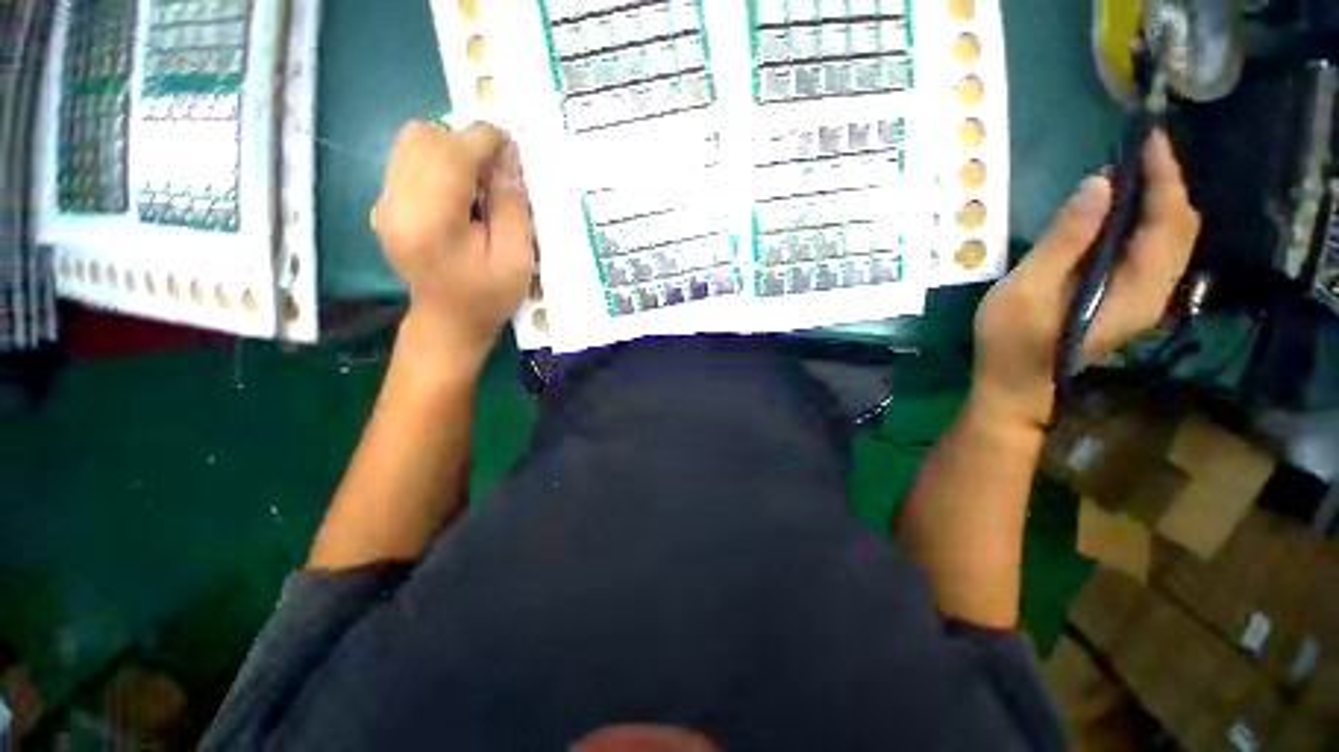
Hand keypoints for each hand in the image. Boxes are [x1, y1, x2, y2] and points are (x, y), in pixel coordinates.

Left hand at [371, 121, 534, 369]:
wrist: (448, 322)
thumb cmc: (488, 297)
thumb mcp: (517, 259)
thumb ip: (511, 205)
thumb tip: (506, 157)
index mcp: (431, 224)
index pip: (450, 154)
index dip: (483, 138)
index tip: (511, 146)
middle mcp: (395, 205)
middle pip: (426, 137)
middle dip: (467, 142)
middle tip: (496, 171)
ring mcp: (383, 202)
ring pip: (412, 140)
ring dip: (451, 148)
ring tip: (477, 180)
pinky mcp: (383, 203)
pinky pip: (407, 158)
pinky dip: (438, 160)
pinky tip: (458, 190)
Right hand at [972, 130, 1200, 427]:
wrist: (1014, 384)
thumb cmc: (1011, 341)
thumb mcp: (1027, 290)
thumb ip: (1064, 240)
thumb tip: (1099, 184)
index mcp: (1135, 291)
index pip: (1169, 223)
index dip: (1163, 177)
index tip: (1148, 139)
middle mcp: (1154, 293)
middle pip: (1180, 228)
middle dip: (1167, 183)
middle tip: (1138, 150)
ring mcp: (1144, 298)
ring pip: (1171, 239)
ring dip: (1159, 200)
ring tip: (1132, 172)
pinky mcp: (1128, 299)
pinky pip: (1154, 251)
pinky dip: (1146, 222)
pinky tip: (1121, 211)